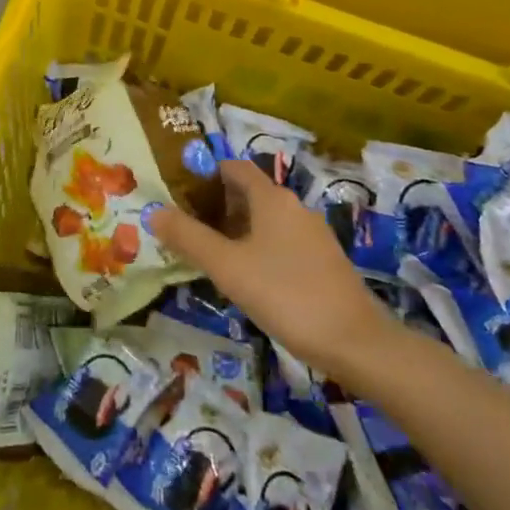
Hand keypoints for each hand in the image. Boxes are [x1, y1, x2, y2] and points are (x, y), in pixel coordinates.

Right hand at [147, 160, 401, 385]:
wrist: (356, 342)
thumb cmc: (285, 294)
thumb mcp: (227, 266)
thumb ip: (188, 237)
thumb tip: (154, 211)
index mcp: (271, 198)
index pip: (233, 167)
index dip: (205, 174)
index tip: (178, 192)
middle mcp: (294, 207)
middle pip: (248, 194)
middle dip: (215, 206)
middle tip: (184, 229)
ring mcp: (312, 235)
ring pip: (264, 221)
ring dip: (235, 230)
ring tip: (208, 255)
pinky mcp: (322, 262)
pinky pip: (280, 242)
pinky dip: (257, 249)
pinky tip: (245, 278)